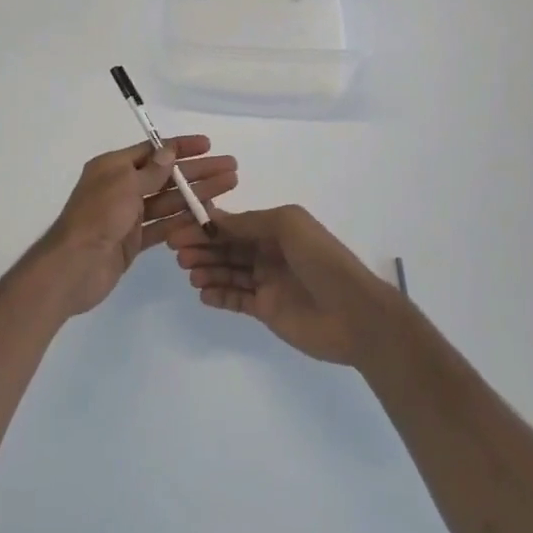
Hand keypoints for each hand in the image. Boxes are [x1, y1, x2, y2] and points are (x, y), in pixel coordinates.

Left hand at [31, 137, 237, 318]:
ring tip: (228, 187)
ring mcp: (128, 216)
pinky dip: (184, 221)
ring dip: (196, 194)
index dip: (181, 148)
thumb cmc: (97, 217)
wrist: (74, 267)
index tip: (209, 145)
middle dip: (198, 171)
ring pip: (169, 201)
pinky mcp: (134, 241)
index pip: (153, 151)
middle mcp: (121, 187)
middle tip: (231, 169)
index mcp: (114, 167)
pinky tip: (209, 217)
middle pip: (166, 176)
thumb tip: (168, 152)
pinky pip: (163, 226)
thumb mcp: (124, 185)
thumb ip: (150, 171)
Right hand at [163, 205, 393, 365]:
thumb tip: (214, 219)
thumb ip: (249, 222)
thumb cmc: (322, 260)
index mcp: (277, 229)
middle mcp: (270, 253)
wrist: (355, 314)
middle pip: (227, 247)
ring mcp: (268, 282)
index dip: (207, 225)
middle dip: (202, 247)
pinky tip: (202, 292)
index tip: (180, 227)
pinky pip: (236, 299)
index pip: (234, 224)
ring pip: (228, 272)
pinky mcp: (266, 310)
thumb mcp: (288, 226)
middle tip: (178, 253)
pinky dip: (218, 294)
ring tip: (189, 272)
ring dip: (207, 269)